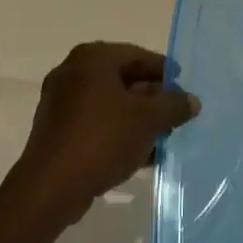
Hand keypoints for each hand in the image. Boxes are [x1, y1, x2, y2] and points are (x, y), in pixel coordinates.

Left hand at [0, 42, 199, 235]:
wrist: (51, 187)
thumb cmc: (103, 139)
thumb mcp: (149, 120)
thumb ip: (174, 105)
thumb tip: (191, 100)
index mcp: (93, 58)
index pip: (139, 56)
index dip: (165, 72)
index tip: (184, 90)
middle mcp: (73, 72)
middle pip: (124, 79)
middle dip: (152, 99)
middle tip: (176, 116)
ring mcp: (61, 101)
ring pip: (111, 104)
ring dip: (138, 119)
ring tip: (163, 139)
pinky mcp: (57, 129)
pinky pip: (96, 123)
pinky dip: (118, 132)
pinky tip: (140, 155)